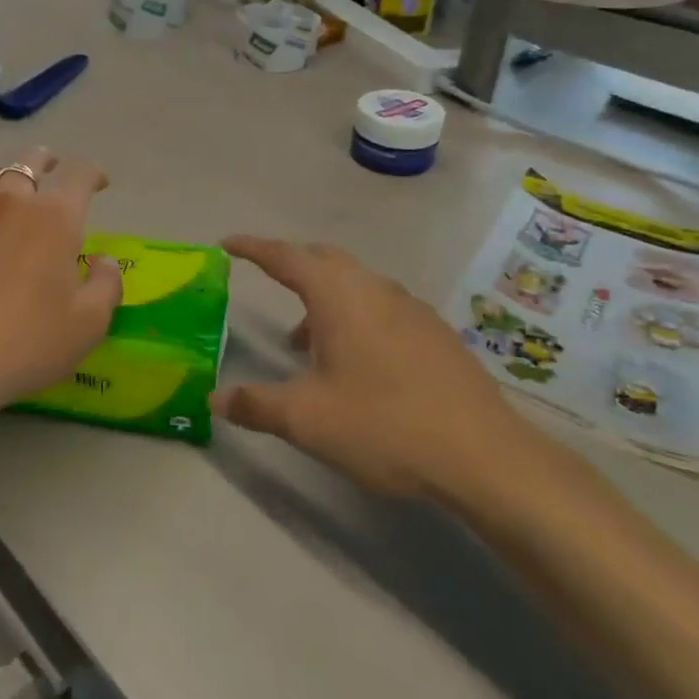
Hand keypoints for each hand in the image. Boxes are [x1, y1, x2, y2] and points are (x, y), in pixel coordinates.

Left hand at [0, 148, 122, 420]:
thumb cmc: (26, 341)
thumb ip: (106, 285)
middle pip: (30, 160)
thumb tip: (104, 260)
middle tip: (51, 170)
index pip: (80, 175)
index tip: (99, 183)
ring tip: (7, 190)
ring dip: (5, 175)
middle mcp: (11, 200)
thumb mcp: (88, 325)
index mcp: (55, 218)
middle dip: (47, 161)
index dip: (94, 173)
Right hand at [212, 237, 554, 504]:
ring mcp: (412, 309)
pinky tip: (354, 363)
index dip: (254, 248)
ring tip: (304, 341)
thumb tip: (216, 398)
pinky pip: (381, 308)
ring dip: (324, 299)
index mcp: (340, 296)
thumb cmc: (383, 425)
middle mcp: (376, 289)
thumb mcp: (306, 419)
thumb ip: (255, 404)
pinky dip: (354, 318)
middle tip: (266, 278)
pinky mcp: (435, 334)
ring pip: (357, 286)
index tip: (228, 243)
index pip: (287, 257)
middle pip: (325, 261)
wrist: (483, 455)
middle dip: (292, 265)